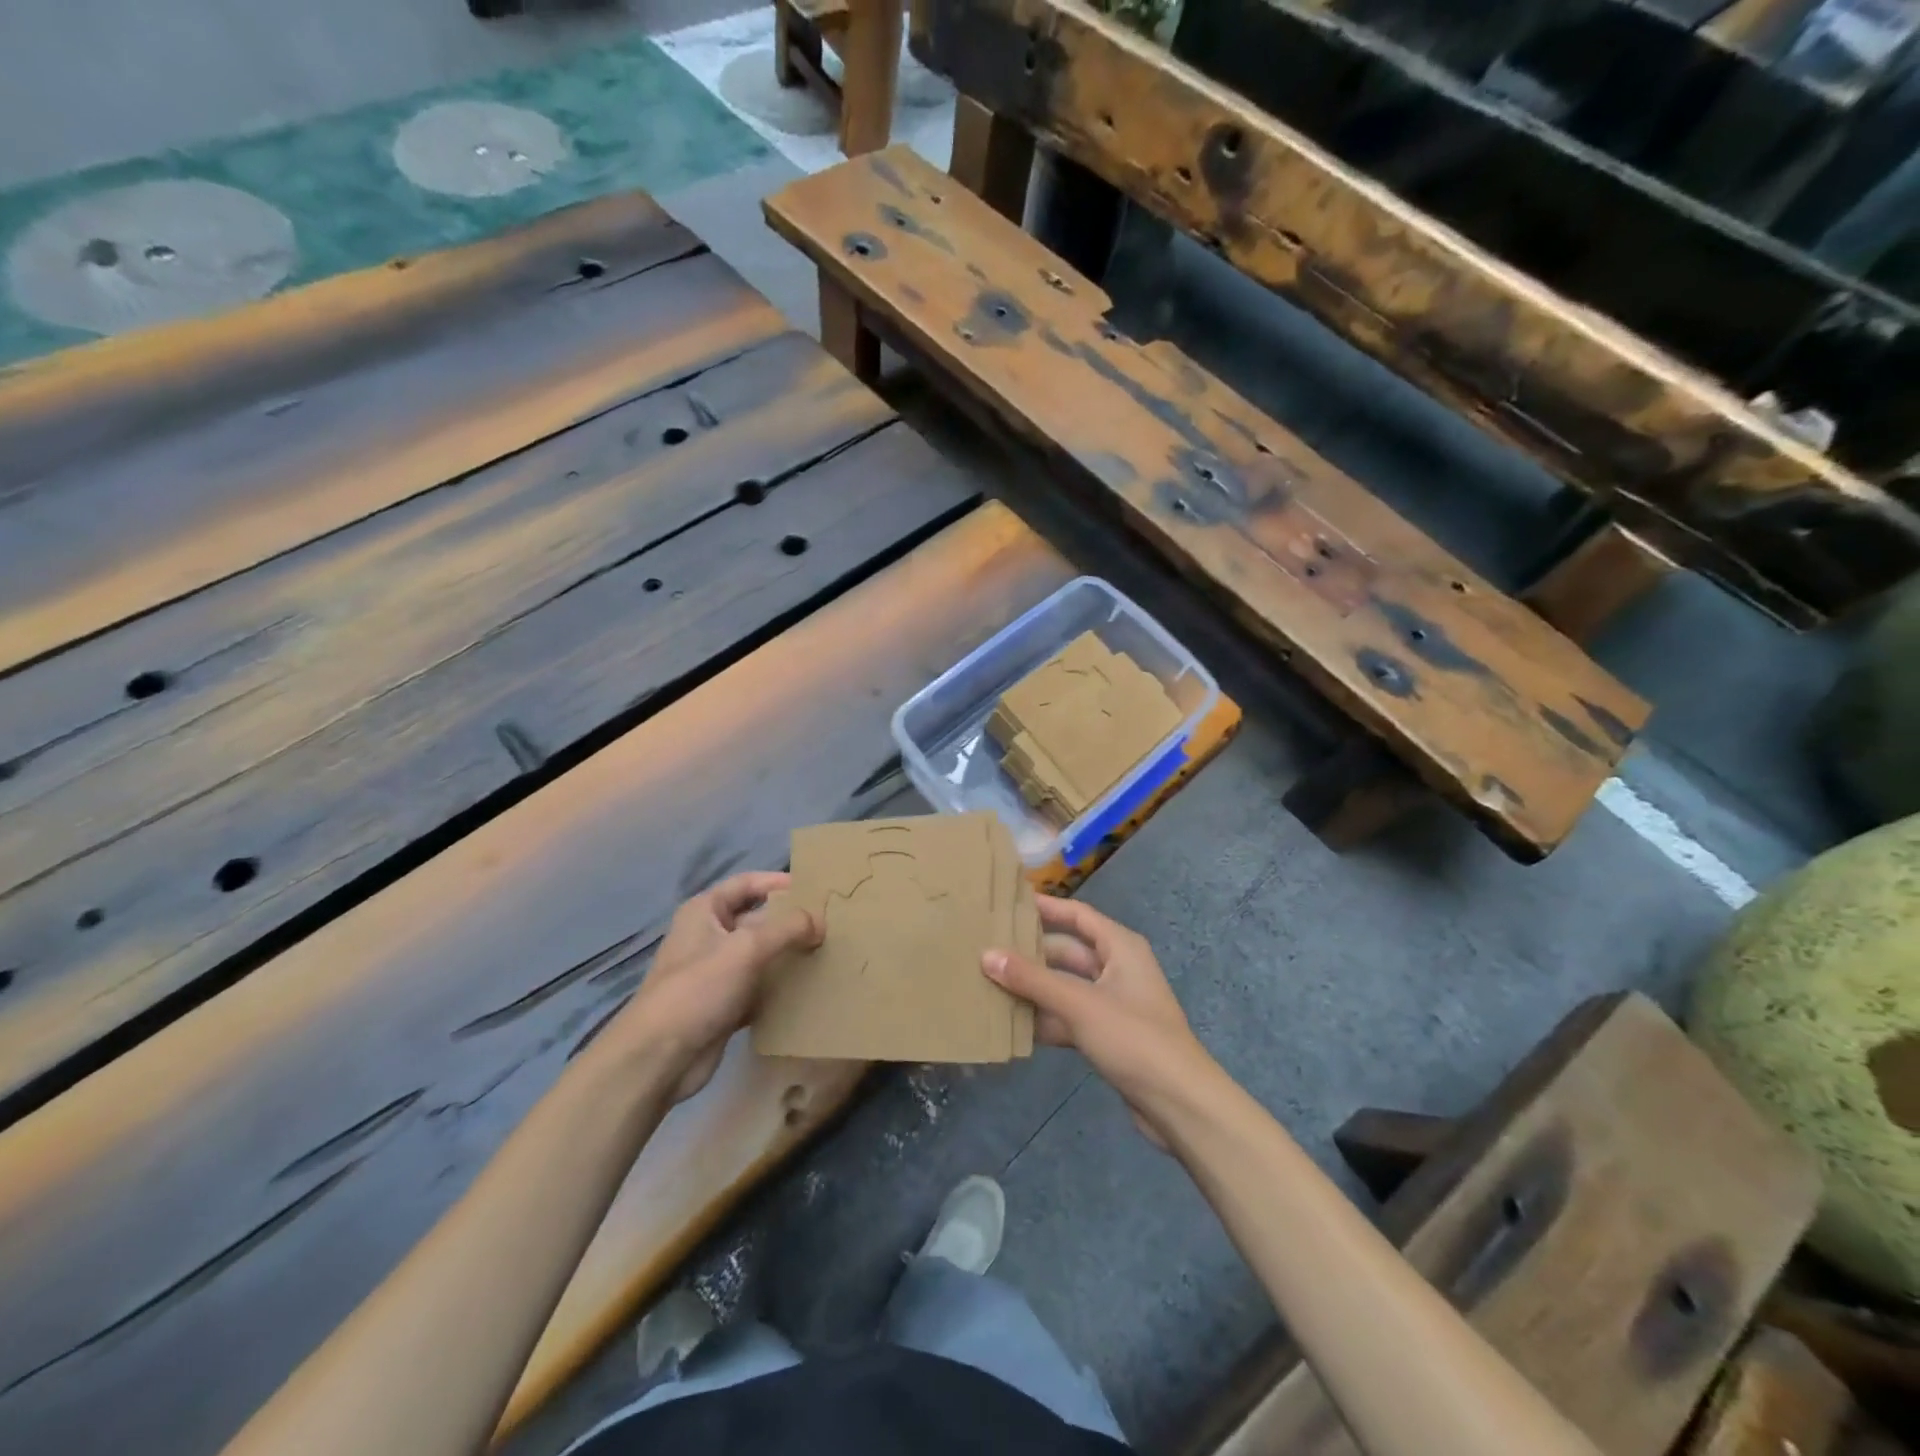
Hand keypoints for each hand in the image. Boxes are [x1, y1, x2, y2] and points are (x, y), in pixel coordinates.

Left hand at [617, 872, 820, 1102]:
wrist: (659, 1058)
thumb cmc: (698, 988)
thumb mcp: (746, 948)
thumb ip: (787, 928)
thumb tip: (820, 921)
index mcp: (705, 911)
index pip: (747, 883)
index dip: (779, 882)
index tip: (815, 889)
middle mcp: (709, 936)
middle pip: (758, 919)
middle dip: (790, 922)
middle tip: (830, 924)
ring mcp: (716, 972)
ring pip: (761, 955)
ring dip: (789, 955)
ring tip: (827, 953)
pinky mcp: (724, 1005)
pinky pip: (760, 987)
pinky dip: (781, 986)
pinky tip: (809, 988)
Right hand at [983, 898, 1213, 1146]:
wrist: (1179, 1103)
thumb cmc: (1133, 1038)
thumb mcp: (1079, 1004)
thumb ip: (1031, 980)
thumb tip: (986, 955)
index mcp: (1120, 947)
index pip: (1077, 915)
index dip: (1045, 907)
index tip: (1008, 904)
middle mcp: (1117, 968)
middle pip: (1067, 951)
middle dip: (1030, 953)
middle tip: (986, 949)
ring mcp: (1113, 1003)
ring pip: (1065, 986)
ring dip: (1033, 988)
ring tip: (989, 985)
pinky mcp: (1108, 1034)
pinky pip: (1069, 1016)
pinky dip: (1045, 1018)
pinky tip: (1012, 1025)